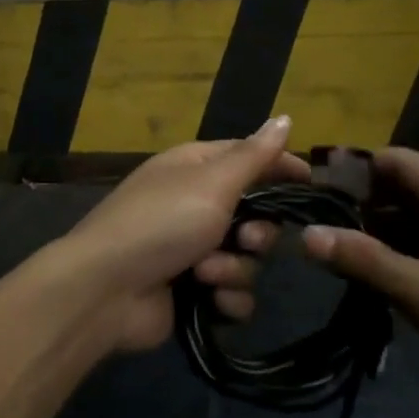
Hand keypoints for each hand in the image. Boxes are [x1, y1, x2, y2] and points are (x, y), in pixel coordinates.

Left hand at [55, 117, 306, 353]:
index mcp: (196, 168)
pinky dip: (226, 297)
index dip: (280, 168)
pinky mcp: (193, 290)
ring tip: (207, 274)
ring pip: (248, 258)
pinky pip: (233, 292)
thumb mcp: (212, 182)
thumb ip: (254, 156)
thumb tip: (286, 117)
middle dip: (257, 234)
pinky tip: (211, 300)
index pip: (249, 157)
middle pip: (256, 215)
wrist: (106, 290)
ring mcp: (193, 249)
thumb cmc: (162, 222)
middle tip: (246, 241)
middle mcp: (196, 204)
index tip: (311, 184)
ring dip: (234, 269)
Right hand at [300, 149, 418, 417]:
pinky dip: (407, 249)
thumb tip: (307, 234)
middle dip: (363, 206)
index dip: (351, 172)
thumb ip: (366, 261)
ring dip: (383, 231)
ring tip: (341, 258)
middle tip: (320, 234)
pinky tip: (383, 277)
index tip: (312, 198)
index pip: (394, 160)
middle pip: (405, 184)